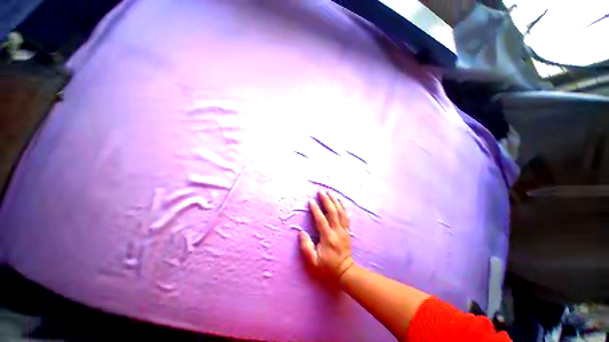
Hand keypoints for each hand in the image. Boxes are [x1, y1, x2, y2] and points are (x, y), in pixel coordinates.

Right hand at [299, 190, 353, 281]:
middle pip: (332, 212)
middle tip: (321, 191)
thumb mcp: (313, 262)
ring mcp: (344, 230)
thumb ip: (306, 247)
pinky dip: (342, 207)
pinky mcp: (347, 231)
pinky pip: (346, 216)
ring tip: (329, 193)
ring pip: (340, 212)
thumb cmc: (328, 267)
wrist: (345, 272)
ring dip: (334, 201)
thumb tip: (301, 233)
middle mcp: (337, 231)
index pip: (321, 220)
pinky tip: (339, 201)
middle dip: (326, 200)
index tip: (311, 201)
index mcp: (328, 238)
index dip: (316, 209)